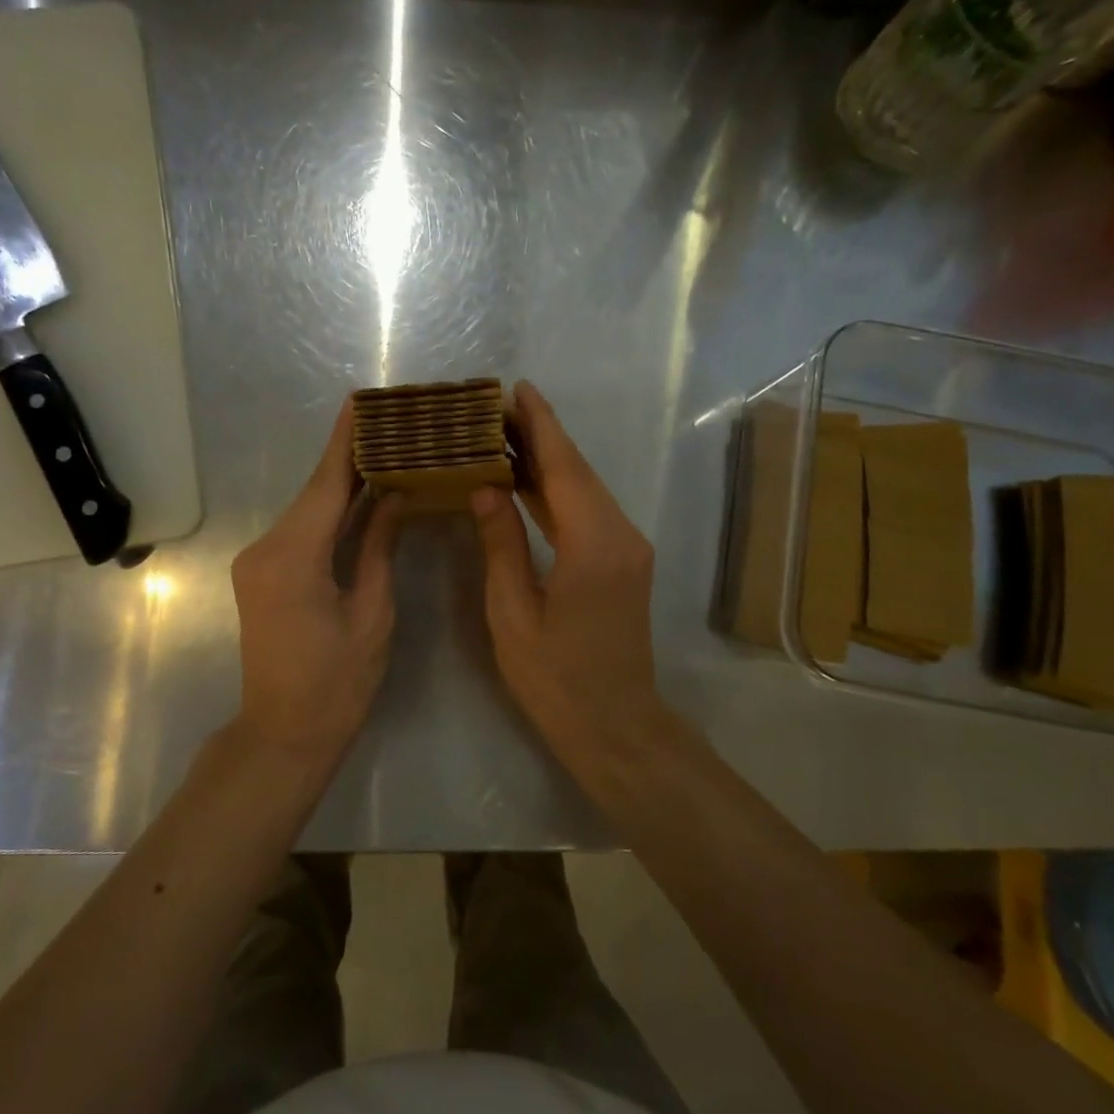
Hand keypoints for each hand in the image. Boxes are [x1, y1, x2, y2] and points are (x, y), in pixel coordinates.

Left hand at [231, 399, 404, 758]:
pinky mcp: (260, 574)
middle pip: (314, 493)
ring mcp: (256, 561)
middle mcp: (264, 549)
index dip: (344, 442)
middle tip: (390, 423)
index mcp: (293, 557)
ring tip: (383, 450)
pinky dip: (329, 513)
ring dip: (341, 484)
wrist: (283, 734)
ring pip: (307, 511)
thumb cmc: (338, 683)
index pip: (325, 485)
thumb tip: (395, 496)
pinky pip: (300, 531)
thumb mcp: (372, 612)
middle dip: (350, 458)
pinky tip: (358, 496)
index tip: (360, 401)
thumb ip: (379, 547)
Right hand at [470, 381, 666, 755]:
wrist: (615, 724)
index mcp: (593, 545)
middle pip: (578, 471)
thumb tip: (485, 488)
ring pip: (585, 489)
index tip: (517, 389)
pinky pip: (589, 512)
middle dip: (541, 435)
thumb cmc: (555, 678)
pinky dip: (559, 491)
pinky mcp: (625, 561)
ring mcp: (628, 548)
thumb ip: (501, 544)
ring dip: (549, 461)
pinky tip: (528, 482)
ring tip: (505, 435)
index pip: (563, 468)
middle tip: (497, 408)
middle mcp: (621, 535)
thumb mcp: (512, 613)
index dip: (540, 425)